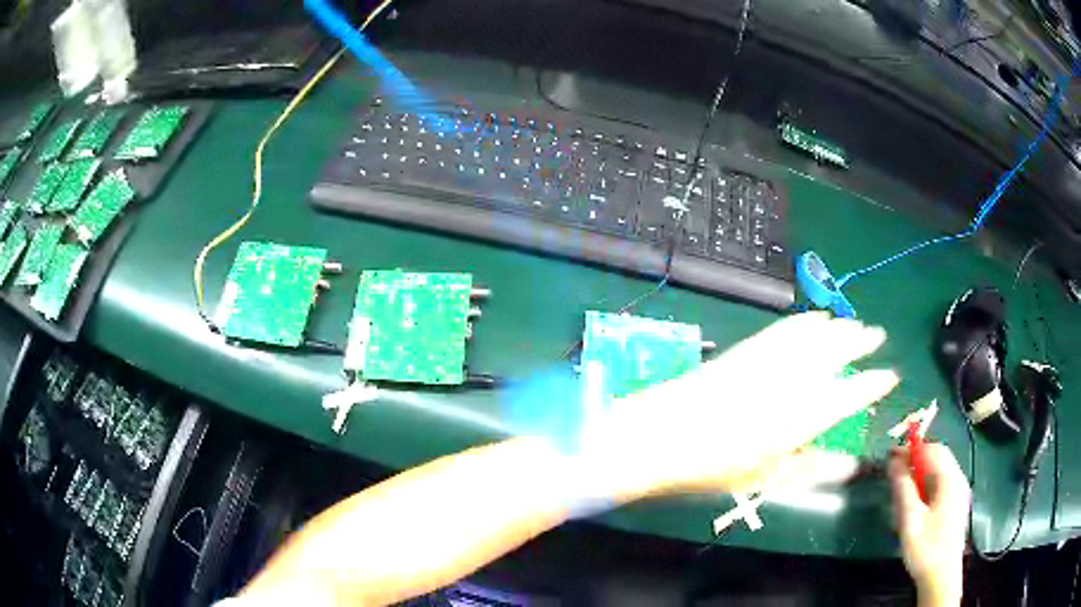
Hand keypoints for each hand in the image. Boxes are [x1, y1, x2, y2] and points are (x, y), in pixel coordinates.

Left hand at [578, 312, 899, 497]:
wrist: (660, 435)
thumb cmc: (714, 468)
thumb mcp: (766, 478)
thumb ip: (811, 469)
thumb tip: (848, 466)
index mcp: (803, 417)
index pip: (850, 395)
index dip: (873, 384)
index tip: (890, 375)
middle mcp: (792, 382)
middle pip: (835, 354)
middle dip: (859, 343)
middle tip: (877, 334)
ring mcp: (768, 361)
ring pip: (813, 337)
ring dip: (837, 327)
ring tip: (853, 323)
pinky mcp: (746, 350)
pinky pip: (783, 330)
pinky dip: (803, 322)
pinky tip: (813, 318)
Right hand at [889, 444, 969, 606]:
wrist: (941, 577)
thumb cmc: (925, 549)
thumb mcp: (910, 521)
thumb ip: (903, 489)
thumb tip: (894, 463)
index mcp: (950, 481)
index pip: (933, 451)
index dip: (911, 449)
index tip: (890, 456)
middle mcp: (958, 480)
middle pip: (939, 457)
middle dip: (917, 459)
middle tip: (895, 471)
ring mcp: (959, 492)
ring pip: (940, 469)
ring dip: (921, 471)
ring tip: (902, 487)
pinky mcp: (956, 503)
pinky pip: (942, 482)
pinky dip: (928, 482)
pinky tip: (916, 500)